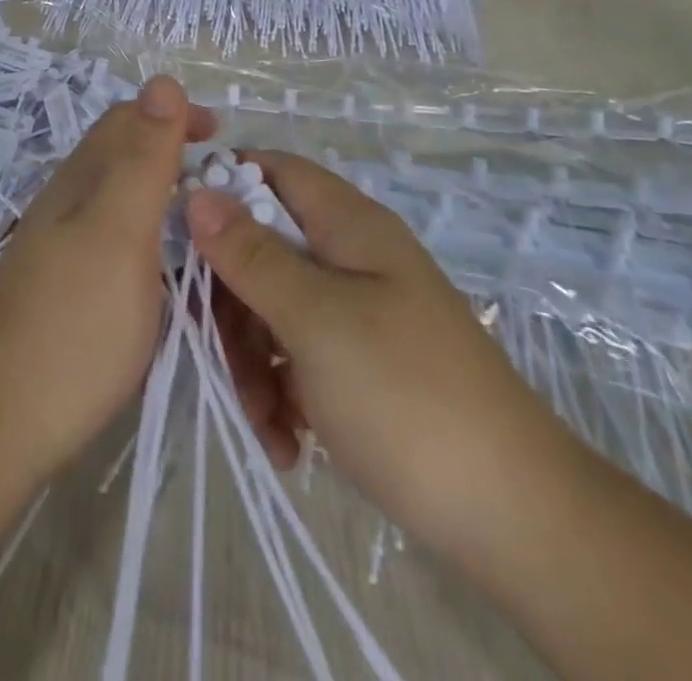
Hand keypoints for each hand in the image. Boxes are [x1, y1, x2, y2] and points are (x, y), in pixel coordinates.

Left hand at [0, 75, 214, 484]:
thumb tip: (162, 79)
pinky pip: (113, 238)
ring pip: (116, 197)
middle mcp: (65, 203)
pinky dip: (149, 234)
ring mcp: (59, 247)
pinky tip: (166, 268)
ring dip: (161, 192)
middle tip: (223, 180)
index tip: (223, 137)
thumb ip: (142, 158)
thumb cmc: (72, 325)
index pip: (128, 119)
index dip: (174, 116)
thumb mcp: (119, 232)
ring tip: (204, 221)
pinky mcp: (62, 288)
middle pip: (120, 154)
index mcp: (79, 180)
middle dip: (171, 150)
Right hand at [185, 151, 582, 551]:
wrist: (516, 520)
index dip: (222, 185)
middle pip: (263, 247)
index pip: (272, 171)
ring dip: (252, 359)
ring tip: (263, 421)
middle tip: (219, 354)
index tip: (175, 230)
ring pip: (273, 307)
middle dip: (231, 299)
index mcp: (349, 226)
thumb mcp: (316, 319)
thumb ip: (252, 254)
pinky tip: (286, 441)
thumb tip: (198, 190)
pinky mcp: (359, 364)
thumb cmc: (406, 396)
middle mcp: (351, 258)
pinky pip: (297, 354)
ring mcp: (356, 313)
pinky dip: (281, 391)